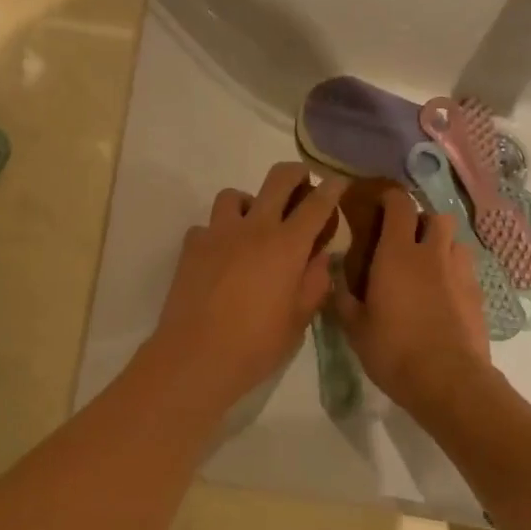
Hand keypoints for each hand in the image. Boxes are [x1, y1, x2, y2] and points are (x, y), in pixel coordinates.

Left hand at [143, 163, 344, 412]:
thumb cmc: (256, 344)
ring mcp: (218, 233)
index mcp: (286, 246)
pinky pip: (207, 226)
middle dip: (295, 173)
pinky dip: (217, 233)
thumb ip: (314, 283)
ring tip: (253, 223)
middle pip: (277, 180)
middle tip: (302, 182)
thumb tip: (321, 258)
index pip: (316, 205)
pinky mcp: (191, 246)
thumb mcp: (298, 320)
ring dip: (249, 202)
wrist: (196, 355)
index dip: (331, 188)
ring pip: (234, 195)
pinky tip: (220, 255)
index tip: (339, 180)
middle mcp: (253, 228)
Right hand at [333, 187, 491, 418]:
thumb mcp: (355, 328)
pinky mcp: (478, 294)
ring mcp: (460, 272)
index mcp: (397, 253)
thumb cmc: (393, 350)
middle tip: (404, 240)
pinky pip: (466, 269)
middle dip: (421, 221)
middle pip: (435, 216)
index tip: (378, 204)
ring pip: (455, 241)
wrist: (449, 381)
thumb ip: (343, 298)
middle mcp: (432, 253)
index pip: (399, 205)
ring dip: (441, 245)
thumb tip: (335, 277)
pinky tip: (444, 293)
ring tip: (428, 265)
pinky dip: (454, 272)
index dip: (390, 198)